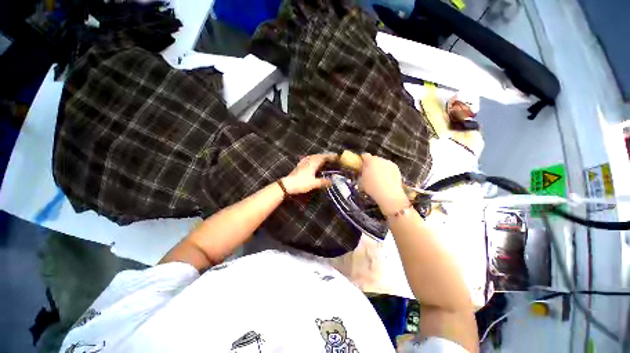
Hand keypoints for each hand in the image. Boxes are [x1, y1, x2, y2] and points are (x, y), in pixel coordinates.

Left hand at [281, 154, 336, 194]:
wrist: (287, 184)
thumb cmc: (301, 183)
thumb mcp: (314, 183)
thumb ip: (323, 182)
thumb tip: (332, 182)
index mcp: (313, 163)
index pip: (324, 157)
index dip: (331, 156)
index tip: (338, 157)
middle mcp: (309, 160)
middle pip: (319, 156)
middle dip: (327, 156)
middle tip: (333, 159)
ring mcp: (303, 162)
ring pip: (314, 157)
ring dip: (320, 157)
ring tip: (325, 159)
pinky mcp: (300, 165)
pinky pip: (309, 159)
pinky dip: (314, 159)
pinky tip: (313, 161)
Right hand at [358, 153, 407, 211]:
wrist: (389, 194)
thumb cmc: (372, 187)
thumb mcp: (361, 181)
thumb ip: (361, 174)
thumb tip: (362, 172)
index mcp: (371, 161)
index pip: (364, 155)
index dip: (362, 160)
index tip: (361, 165)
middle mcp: (381, 159)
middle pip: (374, 159)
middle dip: (372, 164)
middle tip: (369, 173)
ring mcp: (390, 163)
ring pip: (382, 163)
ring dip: (380, 168)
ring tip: (379, 178)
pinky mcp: (397, 169)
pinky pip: (389, 168)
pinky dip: (387, 172)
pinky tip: (386, 180)